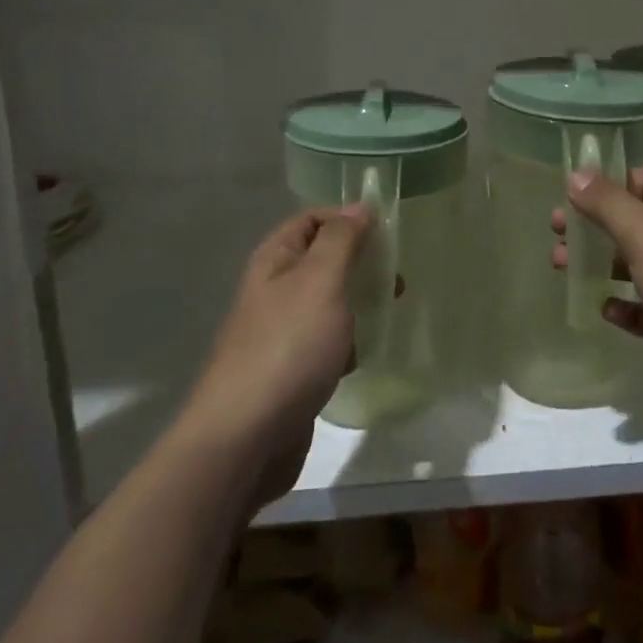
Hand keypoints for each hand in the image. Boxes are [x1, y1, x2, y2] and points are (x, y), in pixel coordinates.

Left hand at [183, 207, 368, 477]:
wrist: (246, 436)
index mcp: (275, 261)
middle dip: (360, 263)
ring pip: (328, 303)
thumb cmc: (288, 347)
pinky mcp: (292, 370)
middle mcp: (274, 290)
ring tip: (390, 311)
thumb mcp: (320, 281)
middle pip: (323, 260)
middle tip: (396, 277)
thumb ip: (341, 241)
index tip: (388, 232)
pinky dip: (348, 343)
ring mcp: (281, 332)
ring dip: (358, 303)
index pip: (311, 220)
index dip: (347, 218)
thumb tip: (360, 206)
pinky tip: (362, 356)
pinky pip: (327, 342)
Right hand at [552, 169, 642, 430]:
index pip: (637, 180)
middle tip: (555, 237)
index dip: (600, 186)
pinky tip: (606, 310)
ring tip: (562, 269)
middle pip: (631, 223)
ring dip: (601, 266)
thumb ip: (608, 205)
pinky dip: (626, 307)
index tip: (562, 198)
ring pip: (635, 265)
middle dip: (592, 229)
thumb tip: (577, 173)